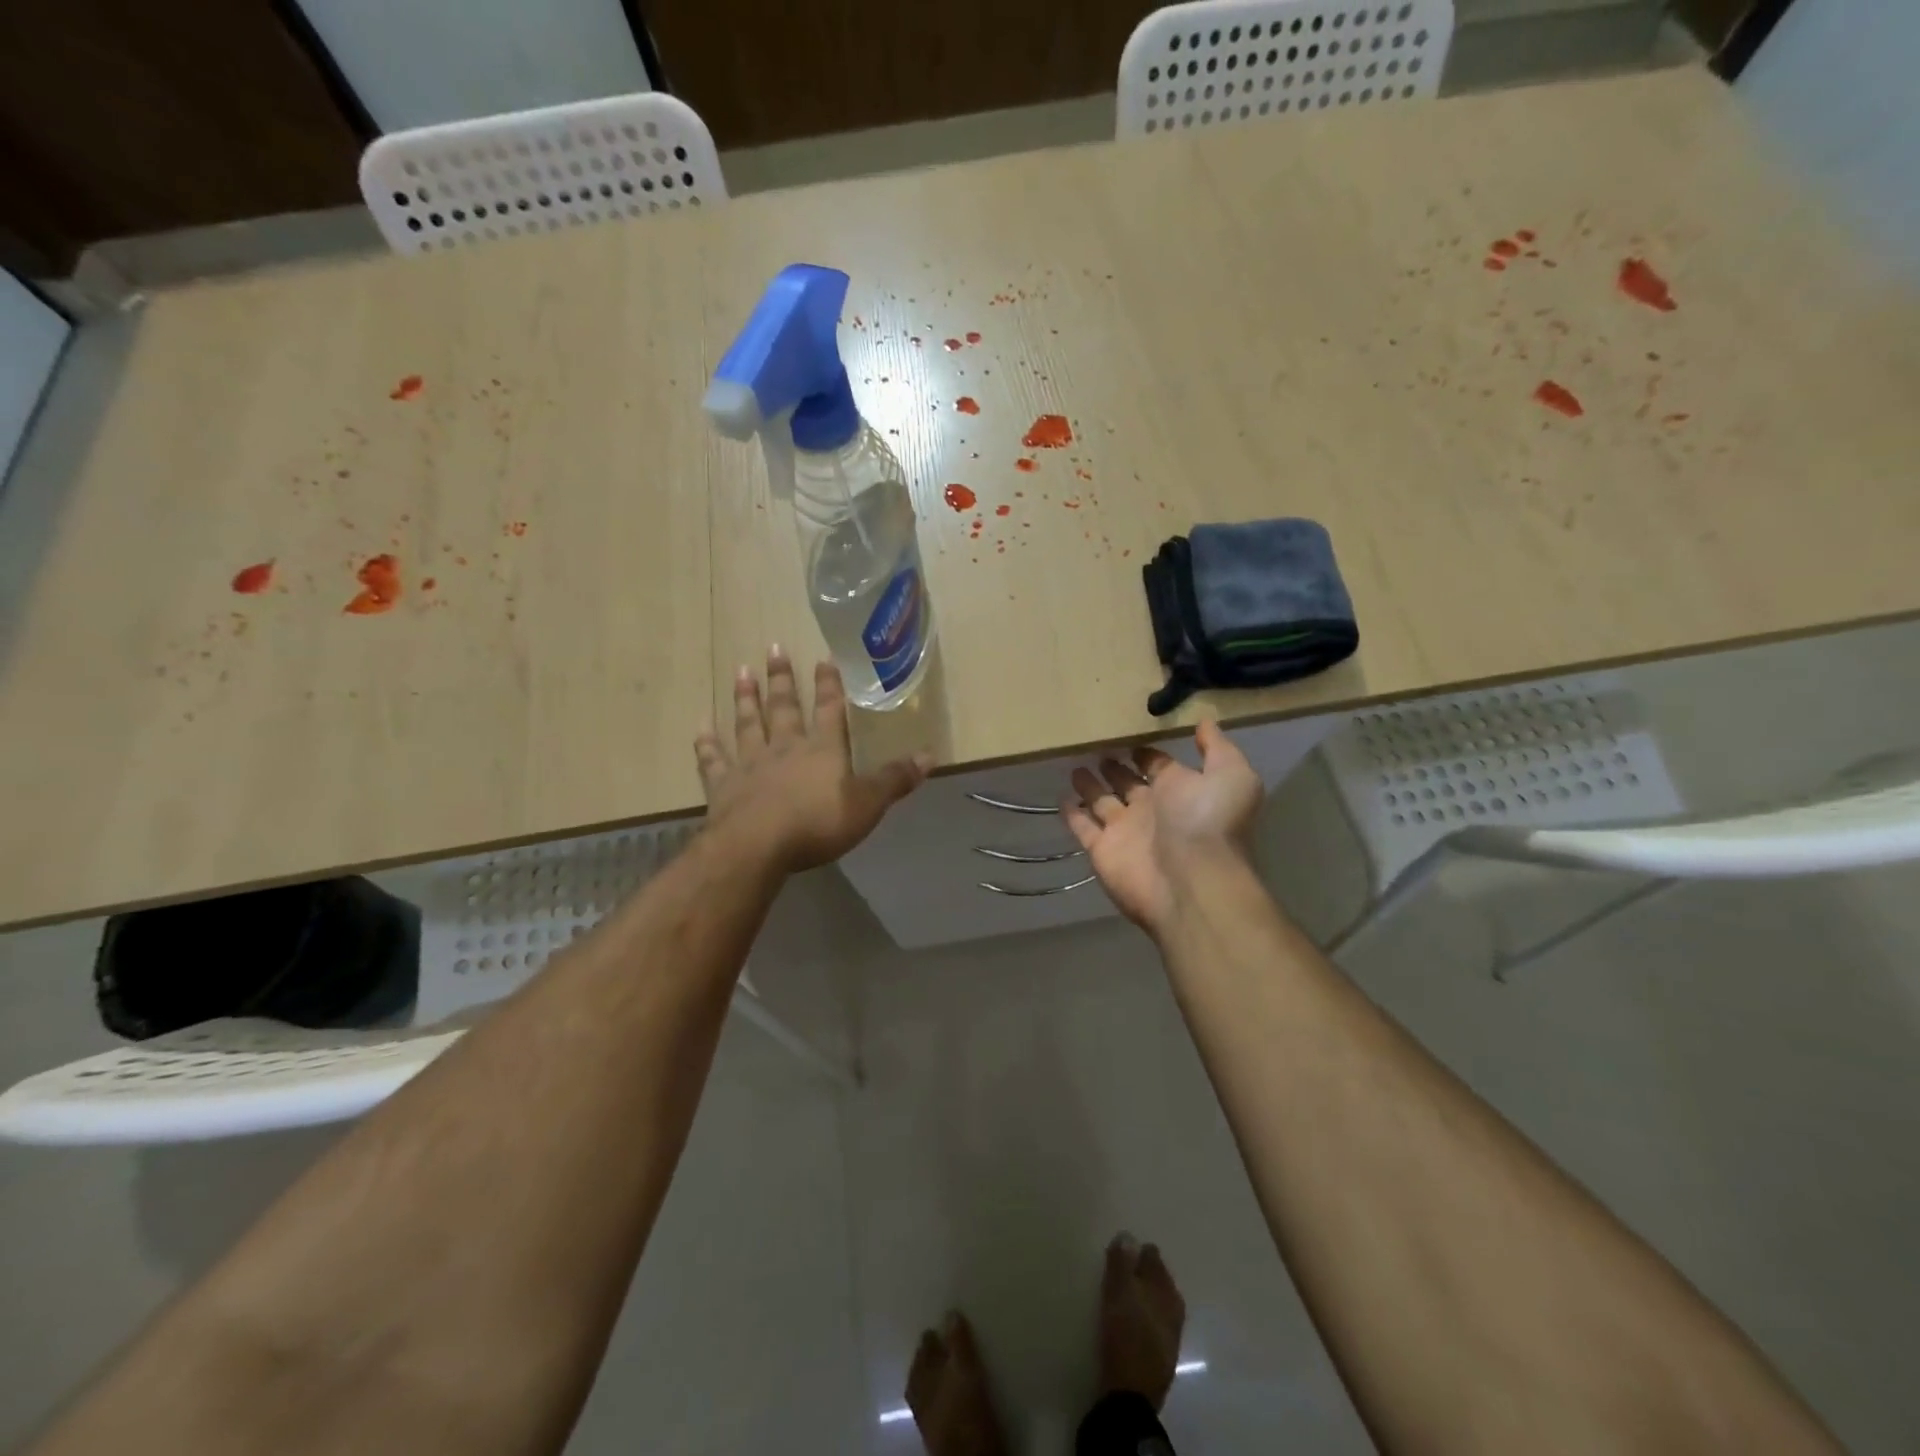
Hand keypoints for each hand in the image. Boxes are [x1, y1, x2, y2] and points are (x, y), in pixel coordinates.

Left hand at [694, 647, 930, 871]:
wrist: (757, 847)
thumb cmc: (817, 824)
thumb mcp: (868, 804)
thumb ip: (895, 779)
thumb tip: (931, 755)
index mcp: (822, 749)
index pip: (829, 709)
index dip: (829, 684)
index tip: (823, 657)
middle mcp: (785, 747)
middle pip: (784, 707)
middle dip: (781, 678)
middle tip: (773, 648)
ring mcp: (750, 764)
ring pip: (748, 723)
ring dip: (746, 698)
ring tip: (741, 671)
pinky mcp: (723, 786)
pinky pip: (713, 759)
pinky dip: (707, 743)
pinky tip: (701, 727)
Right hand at [1063, 720, 1263, 935]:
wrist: (1192, 882)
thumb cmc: (1209, 823)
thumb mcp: (1230, 775)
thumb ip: (1217, 748)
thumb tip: (1205, 721)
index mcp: (1180, 789)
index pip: (1158, 765)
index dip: (1146, 752)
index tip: (1128, 733)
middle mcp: (1152, 809)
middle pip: (1128, 782)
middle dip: (1115, 766)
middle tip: (1095, 746)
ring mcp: (1124, 831)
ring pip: (1102, 802)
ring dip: (1090, 786)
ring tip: (1074, 764)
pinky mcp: (1101, 850)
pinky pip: (1082, 828)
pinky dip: (1072, 814)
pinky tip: (1060, 797)